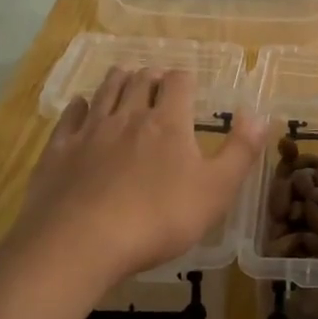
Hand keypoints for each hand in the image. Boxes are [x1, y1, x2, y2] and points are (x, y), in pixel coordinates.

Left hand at [5, 67, 265, 296]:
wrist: (80, 243)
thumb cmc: (159, 218)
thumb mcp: (217, 190)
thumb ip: (240, 151)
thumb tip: (259, 114)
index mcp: (168, 123)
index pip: (179, 83)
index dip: (186, 79)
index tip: (190, 84)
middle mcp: (128, 116)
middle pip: (140, 81)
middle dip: (152, 75)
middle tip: (158, 78)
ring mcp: (89, 131)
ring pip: (105, 91)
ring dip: (118, 79)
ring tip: (124, 75)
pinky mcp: (59, 150)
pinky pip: (70, 117)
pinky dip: (79, 106)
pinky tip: (81, 105)